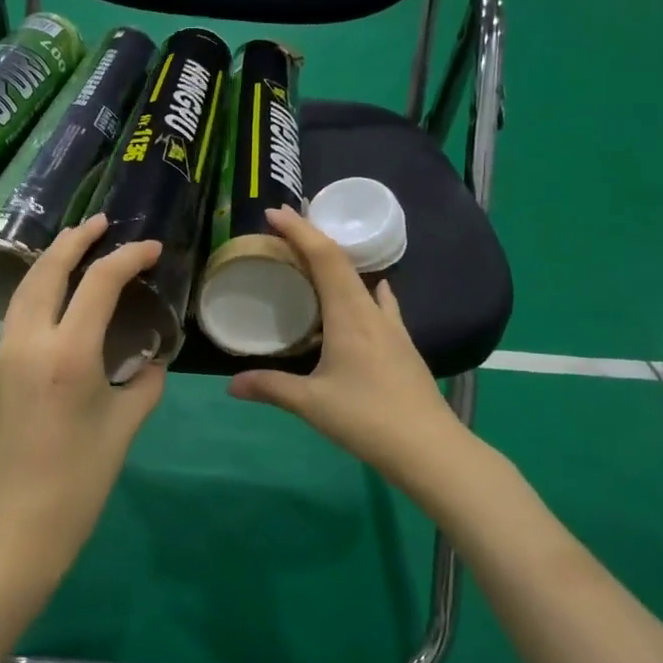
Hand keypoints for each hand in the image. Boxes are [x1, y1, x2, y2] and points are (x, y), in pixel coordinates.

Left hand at [0, 214, 165, 585]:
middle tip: (101, 223)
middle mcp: (29, 343)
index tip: (152, 249)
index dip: (127, 258)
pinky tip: (58, 298)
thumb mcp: (122, 429)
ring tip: (77, 247)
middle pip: (46, 271)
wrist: (12, 530)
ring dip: (50, 261)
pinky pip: (17, 315)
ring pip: (24, 290)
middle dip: (74, 240)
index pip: (98, 283)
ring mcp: (4, 356)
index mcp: (68, 355)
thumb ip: (143, 384)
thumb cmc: (77, 484)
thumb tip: (152, 358)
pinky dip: (38, 291)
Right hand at [229, 207, 465, 494]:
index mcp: (349, 316)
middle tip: (283, 229)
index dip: (299, 231)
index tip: (274, 213)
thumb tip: (232, 385)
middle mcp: (372, 313)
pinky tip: (374, 293)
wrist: (430, 448)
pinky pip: (381, 305)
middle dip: (313, 239)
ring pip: (362, 281)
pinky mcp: (402, 347)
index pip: (324, 258)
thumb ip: (270, 388)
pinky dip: (368, 290)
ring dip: (337, 264)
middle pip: (342, 263)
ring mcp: (393, 329)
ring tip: (314, 260)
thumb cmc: (367, 419)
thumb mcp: (311, 404)